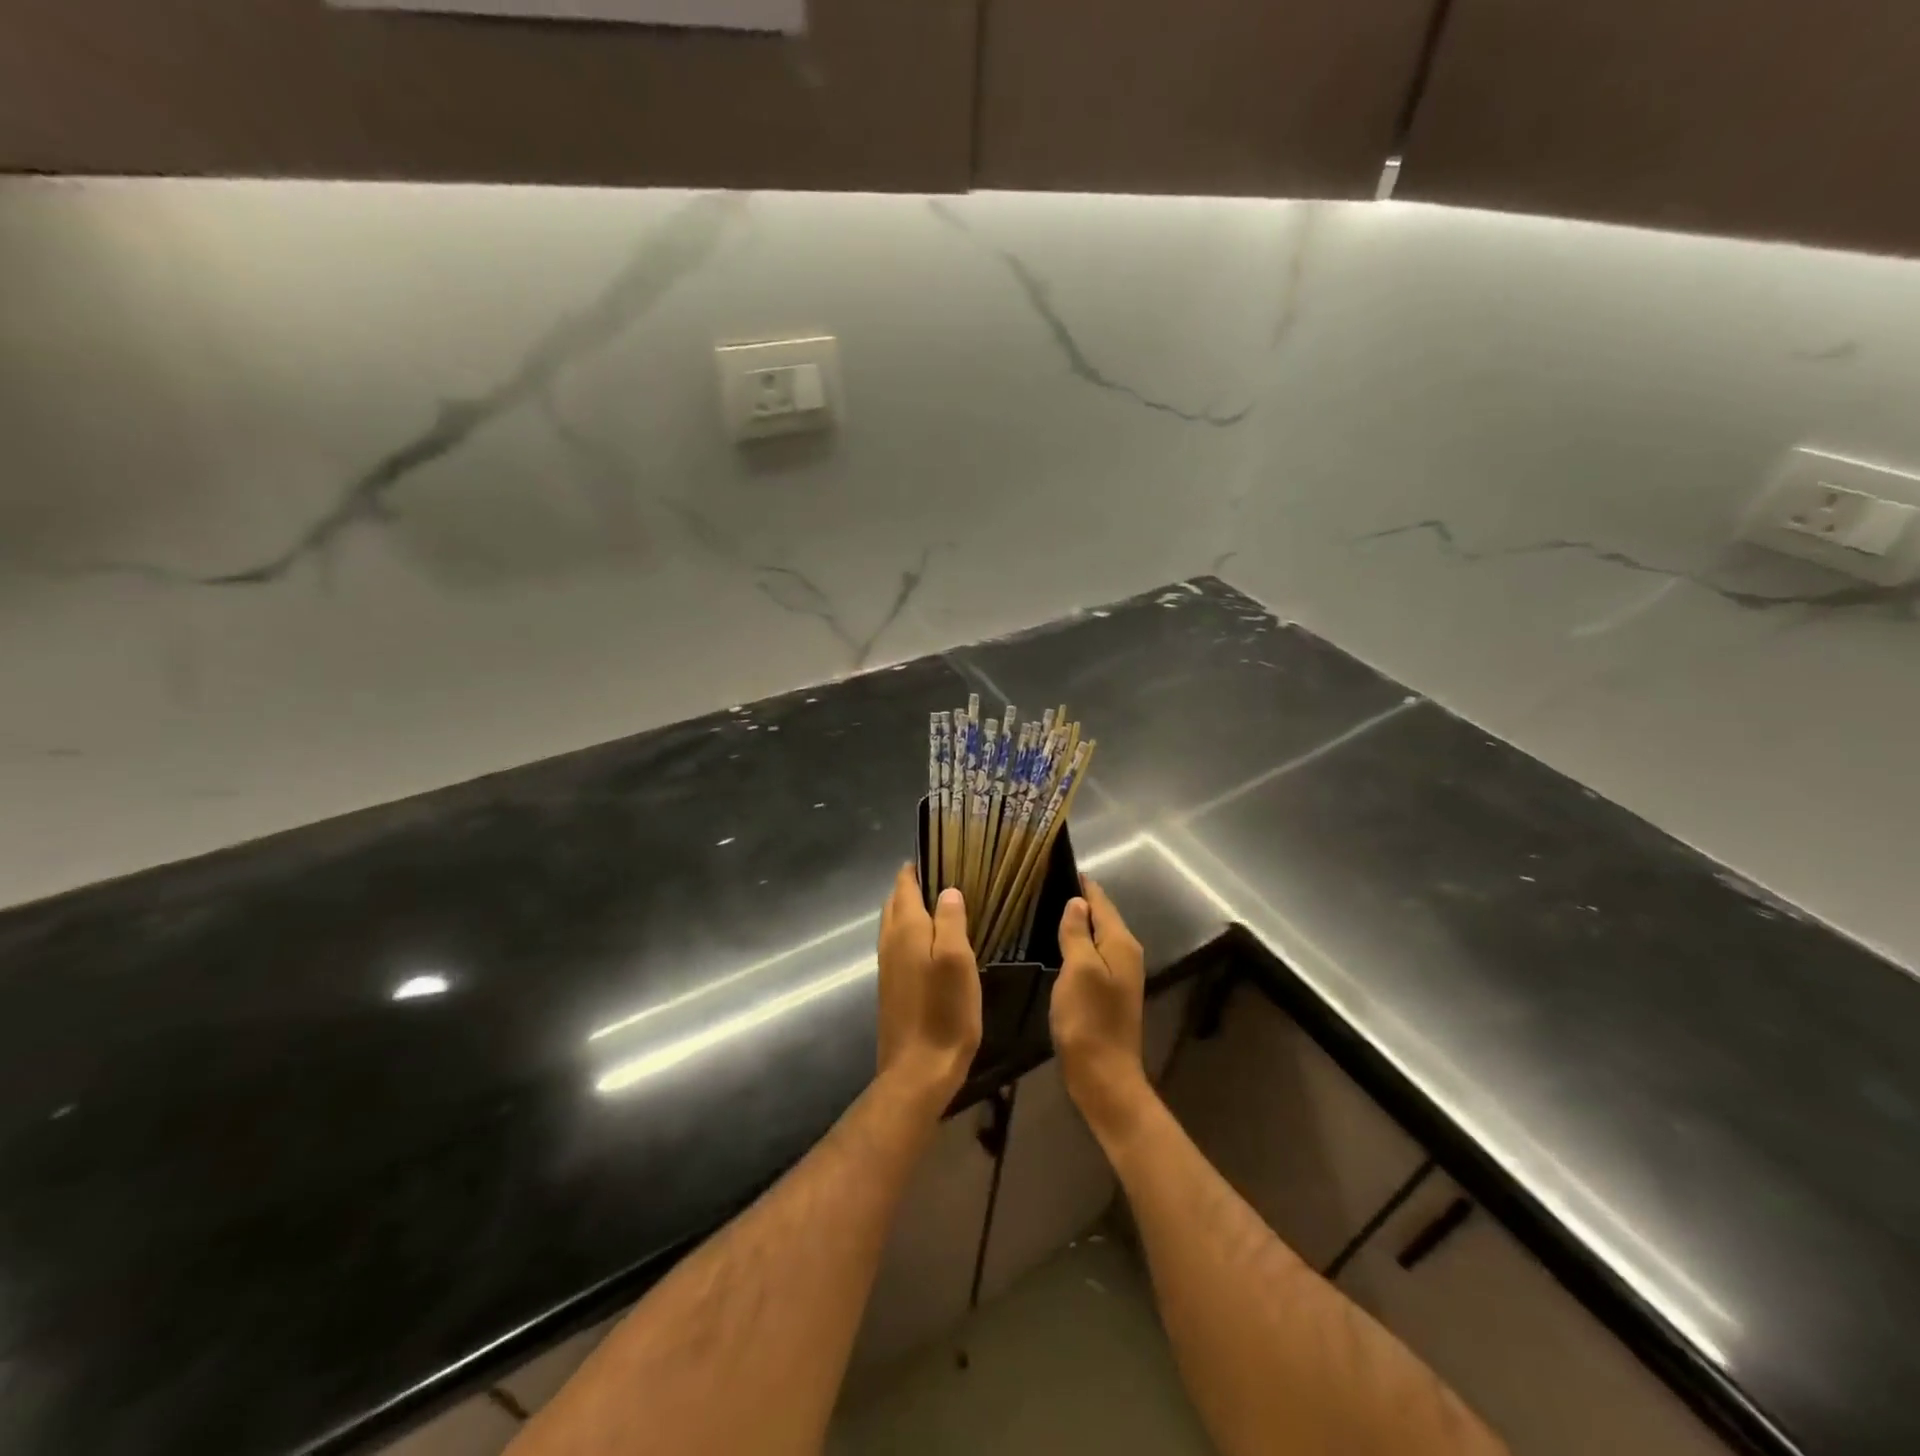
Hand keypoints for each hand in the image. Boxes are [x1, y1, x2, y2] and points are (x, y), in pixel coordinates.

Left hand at [876, 866, 982, 1108]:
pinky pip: (897, 944)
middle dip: (912, 885)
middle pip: (895, 902)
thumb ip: (951, 921)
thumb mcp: (958, 961)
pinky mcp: (891, 986)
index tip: (936, 854)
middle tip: (941, 876)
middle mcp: (890, 941)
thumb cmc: (944, 1012)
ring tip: (938, 904)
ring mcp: (887, 965)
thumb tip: (948, 890)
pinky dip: (910, 931)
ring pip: (894, 924)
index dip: (916, 868)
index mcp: (907, 929)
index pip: (905, 886)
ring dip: (910, 908)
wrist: (917, 1070)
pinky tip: (930, 942)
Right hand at [1051, 877, 1151, 1139]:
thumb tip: (1078, 901)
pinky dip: (1078, 943)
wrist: (1104, 1076)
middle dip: (1079, 899)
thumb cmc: (1088, 1020)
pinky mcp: (1110, 992)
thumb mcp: (1078, 970)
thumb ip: (1077, 933)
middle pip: (1102, 916)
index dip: (1081, 883)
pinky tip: (1058, 944)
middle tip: (1045, 883)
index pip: (1101, 901)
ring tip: (1047, 907)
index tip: (1057, 864)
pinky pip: (1093, 954)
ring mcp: (1120, 974)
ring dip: (1078, 922)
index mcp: (1121, 943)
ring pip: (1098, 936)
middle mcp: (1126, 953)